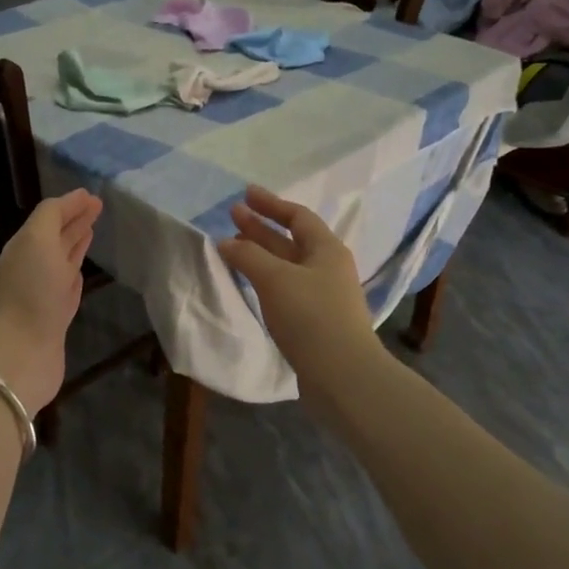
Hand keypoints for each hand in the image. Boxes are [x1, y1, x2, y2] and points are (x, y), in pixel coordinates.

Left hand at [0, 190, 102, 414]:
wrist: (23, 352)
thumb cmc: (32, 291)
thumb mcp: (37, 240)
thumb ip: (52, 216)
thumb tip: (73, 200)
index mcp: (24, 245)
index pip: (49, 217)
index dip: (70, 205)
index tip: (94, 195)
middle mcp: (32, 265)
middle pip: (56, 237)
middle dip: (75, 221)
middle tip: (98, 207)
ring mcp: (44, 292)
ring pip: (62, 260)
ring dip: (76, 244)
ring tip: (92, 230)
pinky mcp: (56, 315)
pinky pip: (68, 285)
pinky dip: (75, 271)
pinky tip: (82, 267)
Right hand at [218, 186, 376, 390]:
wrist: (342, 375)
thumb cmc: (311, 317)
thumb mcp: (275, 279)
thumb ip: (248, 256)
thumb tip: (226, 242)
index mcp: (326, 250)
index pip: (297, 217)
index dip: (271, 204)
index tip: (245, 194)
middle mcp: (327, 268)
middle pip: (291, 240)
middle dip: (261, 227)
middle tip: (232, 215)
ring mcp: (322, 295)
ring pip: (286, 265)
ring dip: (260, 252)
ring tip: (233, 246)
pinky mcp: (314, 320)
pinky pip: (285, 287)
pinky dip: (264, 278)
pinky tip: (249, 282)